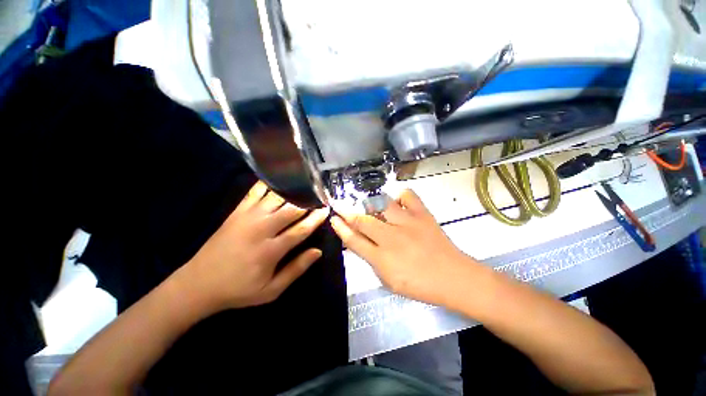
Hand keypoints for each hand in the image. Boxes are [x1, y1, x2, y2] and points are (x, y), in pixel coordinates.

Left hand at [177, 181, 329, 311]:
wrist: (198, 284)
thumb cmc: (239, 290)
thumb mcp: (271, 290)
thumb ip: (296, 269)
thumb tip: (317, 252)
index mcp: (271, 251)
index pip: (301, 230)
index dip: (316, 219)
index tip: (326, 210)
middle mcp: (261, 229)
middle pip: (291, 209)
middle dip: (308, 202)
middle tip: (318, 197)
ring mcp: (247, 218)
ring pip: (275, 198)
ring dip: (292, 192)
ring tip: (304, 187)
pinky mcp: (236, 212)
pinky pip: (254, 192)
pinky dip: (268, 184)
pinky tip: (279, 179)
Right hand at [330, 189, 481, 306]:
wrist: (454, 278)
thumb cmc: (420, 285)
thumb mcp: (389, 281)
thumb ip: (372, 260)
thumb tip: (362, 243)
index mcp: (382, 259)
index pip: (354, 240)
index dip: (341, 228)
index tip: (333, 218)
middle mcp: (391, 238)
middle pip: (362, 220)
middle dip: (347, 211)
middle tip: (339, 203)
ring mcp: (407, 223)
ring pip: (381, 205)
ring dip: (370, 202)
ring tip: (367, 202)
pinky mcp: (422, 215)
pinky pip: (408, 195)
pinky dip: (399, 195)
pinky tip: (396, 201)